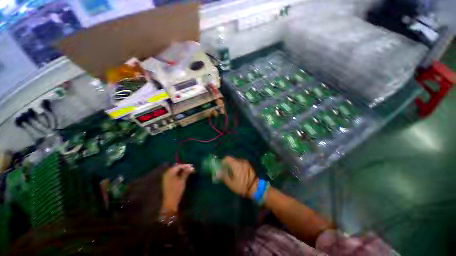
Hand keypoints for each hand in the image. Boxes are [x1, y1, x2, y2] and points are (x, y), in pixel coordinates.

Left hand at [161, 164, 194, 212]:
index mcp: (170, 173)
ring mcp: (166, 177)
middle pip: (176, 167)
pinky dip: (178, 173)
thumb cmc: (176, 191)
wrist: (170, 203)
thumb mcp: (182, 181)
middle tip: (191, 168)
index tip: (192, 166)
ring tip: (188, 171)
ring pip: (175, 170)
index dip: (186, 165)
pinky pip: (173, 174)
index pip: (179, 166)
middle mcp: (167, 173)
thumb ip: (186, 173)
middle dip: (184, 167)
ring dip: (181, 170)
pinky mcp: (167, 181)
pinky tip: (183, 175)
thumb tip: (191, 167)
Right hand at [220, 156, 257, 197]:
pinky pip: (240, 162)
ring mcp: (245, 162)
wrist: (256, 188)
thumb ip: (224, 176)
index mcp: (236, 165)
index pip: (227, 158)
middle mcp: (241, 161)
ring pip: (236, 161)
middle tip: (226, 170)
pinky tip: (238, 172)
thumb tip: (217, 172)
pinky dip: (237, 165)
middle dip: (228, 164)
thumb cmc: (242, 186)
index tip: (221, 167)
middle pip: (232, 159)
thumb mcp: (231, 184)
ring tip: (232, 172)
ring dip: (233, 165)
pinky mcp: (248, 164)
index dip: (223, 161)